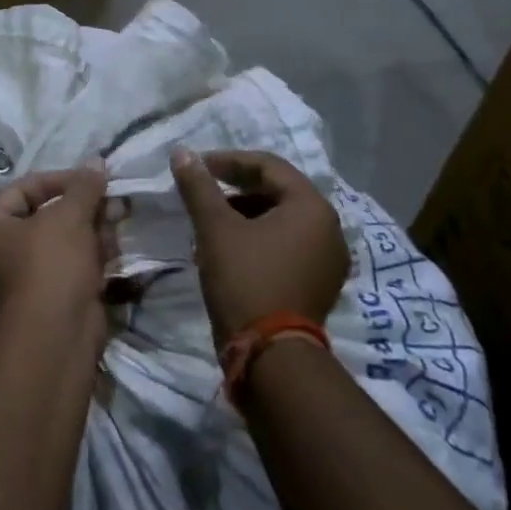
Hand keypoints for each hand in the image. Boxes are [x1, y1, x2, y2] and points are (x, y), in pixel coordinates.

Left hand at [0, 164, 112, 333]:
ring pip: (60, 247)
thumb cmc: (50, 265)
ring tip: (118, 226)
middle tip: (112, 203)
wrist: (54, 340)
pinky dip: (90, 261)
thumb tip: (96, 162)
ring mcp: (22, 284)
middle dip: (81, 209)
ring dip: (90, 234)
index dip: (58, 180)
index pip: (22, 190)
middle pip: (44, 218)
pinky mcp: (47, 305)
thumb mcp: (69, 216)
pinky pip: (68, 272)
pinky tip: (115, 254)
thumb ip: (83, 187)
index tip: (90, 180)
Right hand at [170, 147, 348, 345]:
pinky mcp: (318, 285)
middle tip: (203, 194)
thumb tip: (181, 152)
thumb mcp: (215, 228)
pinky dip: (258, 239)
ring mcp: (327, 260)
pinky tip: (228, 250)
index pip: (269, 166)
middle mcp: (329, 229)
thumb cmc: (246, 279)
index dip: (229, 161)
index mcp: (312, 207)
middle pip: (278, 192)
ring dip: (244, 215)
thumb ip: (199, 186)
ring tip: (210, 224)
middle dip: (236, 189)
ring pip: (281, 221)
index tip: (198, 167)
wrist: (271, 356)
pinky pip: (287, 246)